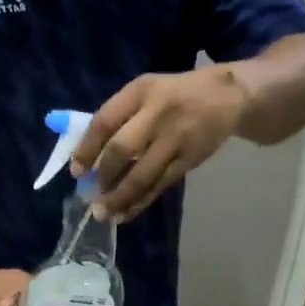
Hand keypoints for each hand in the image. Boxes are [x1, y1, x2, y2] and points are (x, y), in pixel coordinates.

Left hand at [72, 65, 252, 223]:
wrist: (228, 95)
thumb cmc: (176, 96)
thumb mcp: (147, 92)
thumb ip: (121, 117)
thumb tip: (89, 157)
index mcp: (140, 91)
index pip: (105, 121)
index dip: (87, 149)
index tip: (76, 172)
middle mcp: (157, 112)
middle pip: (122, 149)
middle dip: (103, 177)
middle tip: (92, 197)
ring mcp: (175, 137)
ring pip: (142, 174)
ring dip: (120, 197)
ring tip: (105, 214)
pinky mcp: (189, 158)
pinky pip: (160, 185)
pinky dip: (141, 201)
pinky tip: (127, 213)